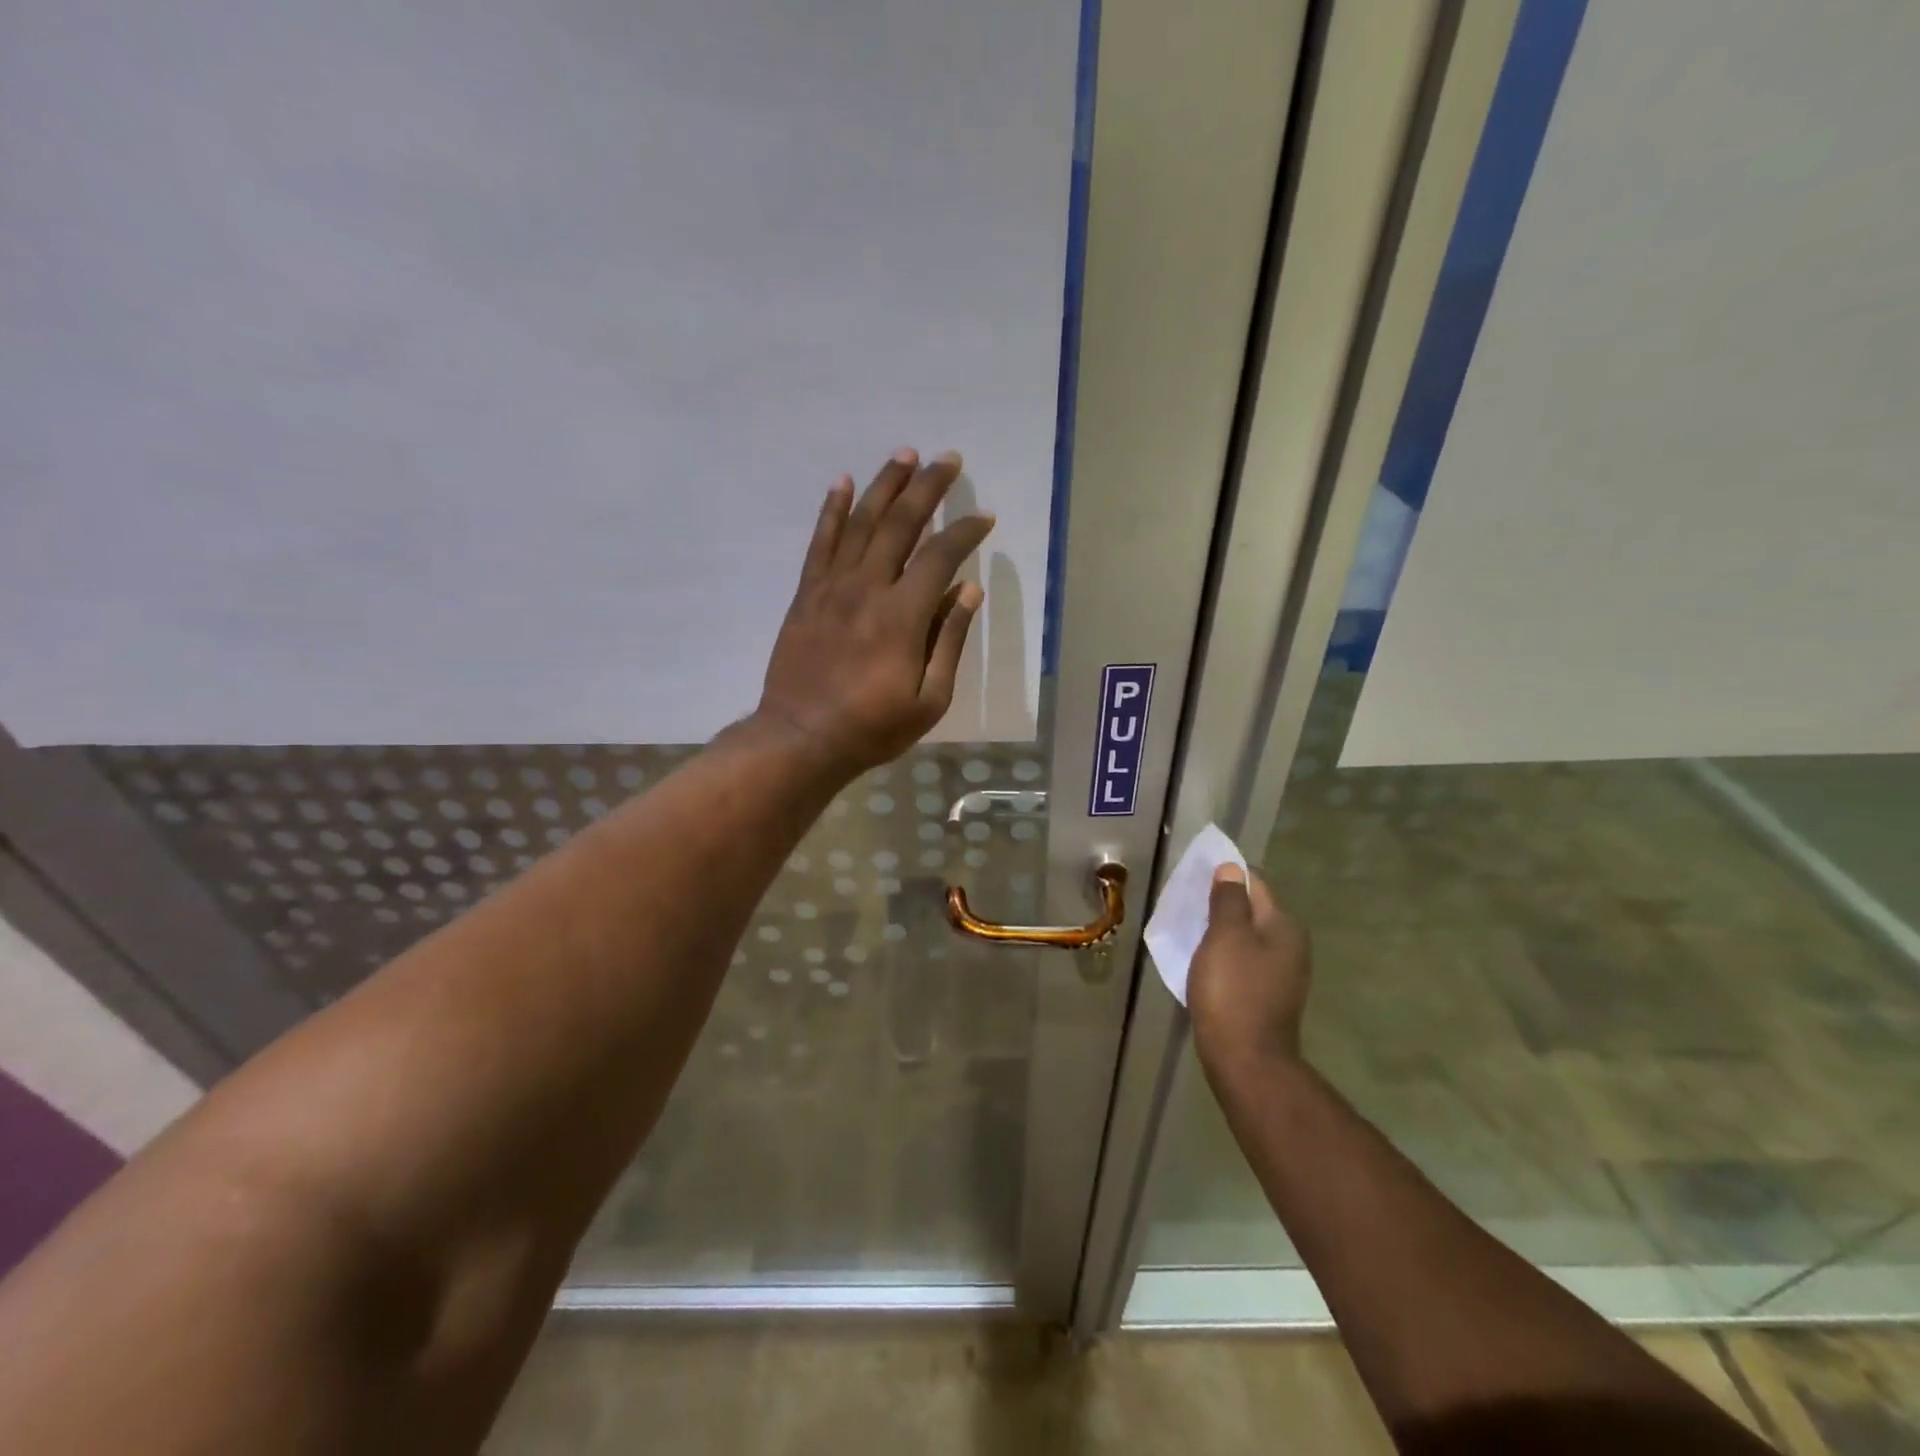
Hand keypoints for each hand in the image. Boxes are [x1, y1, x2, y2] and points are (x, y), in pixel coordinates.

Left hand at [754, 448, 994, 775]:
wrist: (801, 738)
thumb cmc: (872, 728)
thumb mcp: (929, 700)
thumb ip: (948, 641)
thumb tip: (969, 590)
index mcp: (903, 616)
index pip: (940, 555)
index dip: (965, 531)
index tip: (984, 517)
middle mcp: (868, 588)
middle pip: (901, 523)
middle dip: (928, 487)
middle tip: (948, 459)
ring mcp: (832, 587)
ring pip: (861, 522)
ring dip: (885, 485)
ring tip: (905, 455)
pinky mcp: (807, 594)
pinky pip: (820, 542)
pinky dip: (832, 509)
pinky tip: (843, 483)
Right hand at [1188, 865, 1312, 1076]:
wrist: (1245, 1059)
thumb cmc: (1233, 990)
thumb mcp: (1225, 936)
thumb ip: (1228, 900)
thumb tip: (1231, 869)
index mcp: (1284, 926)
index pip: (1255, 884)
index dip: (1225, 876)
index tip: (1194, 879)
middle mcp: (1290, 946)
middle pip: (1252, 911)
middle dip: (1221, 904)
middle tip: (1186, 904)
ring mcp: (1282, 974)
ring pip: (1246, 938)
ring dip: (1220, 931)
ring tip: (1189, 931)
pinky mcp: (1267, 996)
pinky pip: (1243, 962)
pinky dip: (1223, 956)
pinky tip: (1203, 962)